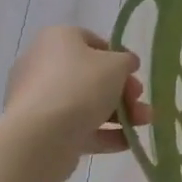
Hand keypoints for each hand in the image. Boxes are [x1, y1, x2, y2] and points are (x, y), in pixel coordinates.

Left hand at [4, 27, 150, 160]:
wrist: (41, 136)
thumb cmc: (81, 85)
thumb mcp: (117, 64)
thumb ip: (127, 61)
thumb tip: (126, 64)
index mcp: (57, 39)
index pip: (91, 41)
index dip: (118, 56)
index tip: (134, 73)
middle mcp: (42, 64)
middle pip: (90, 76)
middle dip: (122, 91)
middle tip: (139, 100)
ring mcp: (39, 99)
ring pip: (85, 103)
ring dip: (118, 114)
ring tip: (143, 124)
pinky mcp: (39, 129)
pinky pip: (76, 126)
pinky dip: (102, 133)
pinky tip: (128, 141)